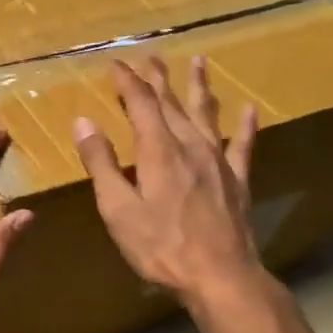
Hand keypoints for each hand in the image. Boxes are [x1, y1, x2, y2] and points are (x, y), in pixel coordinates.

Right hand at [73, 55, 266, 308]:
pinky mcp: (237, 180)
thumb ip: (101, 163)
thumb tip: (83, 121)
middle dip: (158, 78)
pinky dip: (244, 125)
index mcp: (158, 151)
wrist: (220, 276)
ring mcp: (218, 161)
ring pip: (206, 114)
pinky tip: (249, 109)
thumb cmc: (161, 246)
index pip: (140, 103)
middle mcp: (190, 146)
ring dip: (199, 87)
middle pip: (172, 103)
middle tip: (150, 56)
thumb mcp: (118, 208)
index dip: (126, 81)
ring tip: (198, 62)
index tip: (114, 64)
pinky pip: (242, 145)